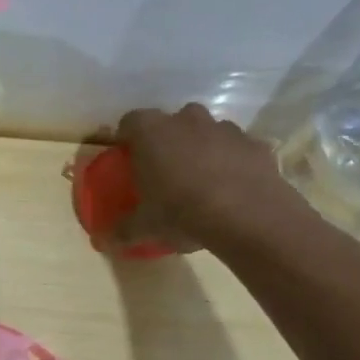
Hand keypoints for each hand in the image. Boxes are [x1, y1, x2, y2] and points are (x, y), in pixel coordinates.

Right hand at [113, 104, 302, 251]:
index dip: (127, 138)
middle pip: (171, 122)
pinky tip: (231, 189)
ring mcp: (225, 128)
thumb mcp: (144, 227)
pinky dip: (232, 162)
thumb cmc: (181, 211)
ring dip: (201, 149)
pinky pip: (236, 149)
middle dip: (167, 141)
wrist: (248, 215)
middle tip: (164, 171)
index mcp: (151, 132)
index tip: (128, 159)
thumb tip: (103, 240)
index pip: (130, 122)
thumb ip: (122, 230)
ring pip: (206, 132)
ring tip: (200, 183)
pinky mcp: (255, 144)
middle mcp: (187, 120)